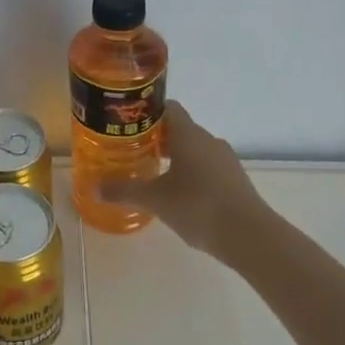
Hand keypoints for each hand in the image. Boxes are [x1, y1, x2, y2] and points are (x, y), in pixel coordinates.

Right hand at [100, 102, 266, 244]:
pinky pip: (208, 168)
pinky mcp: (235, 181)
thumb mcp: (155, 200)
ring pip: (195, 149)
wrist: (251, 237)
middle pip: (180, 129)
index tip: (128, 122)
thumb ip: (123, 191)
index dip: (147, 111)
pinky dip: (191, 173)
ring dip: (175, 157)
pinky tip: (178, 194)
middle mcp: (209, 140)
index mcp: (188, 135)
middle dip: (156, 138)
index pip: (168, 107)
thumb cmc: (198, 206)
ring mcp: (226, 161)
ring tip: (151, 173)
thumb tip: (93, 188)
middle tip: (132, 150)